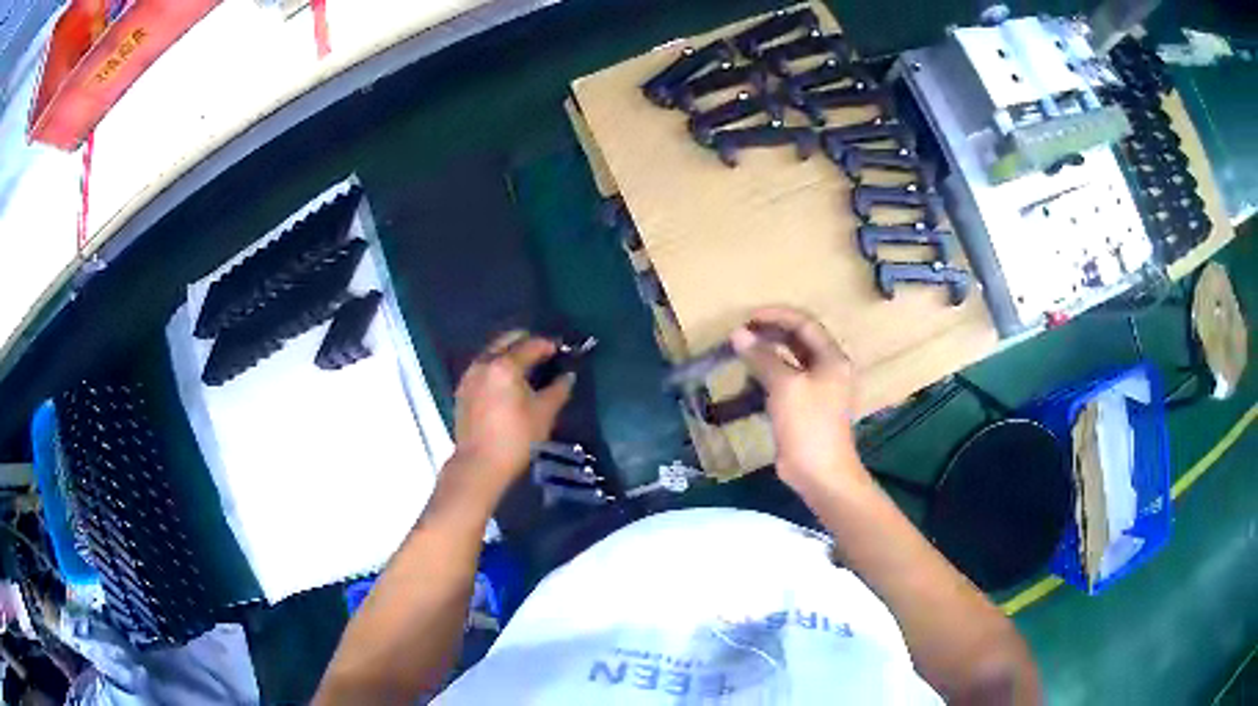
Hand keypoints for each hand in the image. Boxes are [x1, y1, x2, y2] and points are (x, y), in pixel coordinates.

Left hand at [449, 332, 574, 497]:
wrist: (479, 464)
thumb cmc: (516, 438)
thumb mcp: (544, 413)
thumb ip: (559, 389)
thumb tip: (568, 376)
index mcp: (505, 365)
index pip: (531, 344)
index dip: (548, 345)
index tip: (561, 350)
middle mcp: (484, 363)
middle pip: (506, 341)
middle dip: (526, 342)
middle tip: (543, 353)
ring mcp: (470, 376)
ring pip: (492, 352)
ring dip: (509, 353)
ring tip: (526, 368)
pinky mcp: (462, 390)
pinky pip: (482, 367)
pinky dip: (496, 367)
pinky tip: (506, 382)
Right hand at [730, 306, 865, 495]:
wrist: (820, 473)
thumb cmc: (808, 424)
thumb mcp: (785, 386)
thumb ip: (762, 357)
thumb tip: (738, 334)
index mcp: (832, 358)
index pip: (804, 324)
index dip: (777, 316)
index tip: (748, 317)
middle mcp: (828, 369)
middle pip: (799, 340)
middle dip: (770, 333)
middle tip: (742, 333)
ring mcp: (818, 390)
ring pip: (791, 361)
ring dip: (767, 354)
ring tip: (742, 352)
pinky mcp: (805, 408)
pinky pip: (786, 382)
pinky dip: (768, 376)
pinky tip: (749, 380)